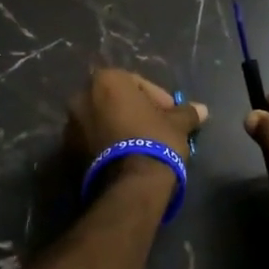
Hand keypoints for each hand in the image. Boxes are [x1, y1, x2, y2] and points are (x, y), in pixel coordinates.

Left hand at [65, 68, 207, 169]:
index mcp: (106, 81)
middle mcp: (81, 97)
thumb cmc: (154, 142)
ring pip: (100, 122)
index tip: (170, 115)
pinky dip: (105, 147)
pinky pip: (90, 143)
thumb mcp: (177, 124)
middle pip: (115, 101)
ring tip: (139, 148)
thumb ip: (186, 112)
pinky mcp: (65, 154)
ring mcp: (69, 127)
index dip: (157, 98)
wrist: (129, 187)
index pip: (137, 83)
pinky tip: (123, 161)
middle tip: (155, 129)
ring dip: (117, 129)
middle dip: (134, 112)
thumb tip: (202, 109)